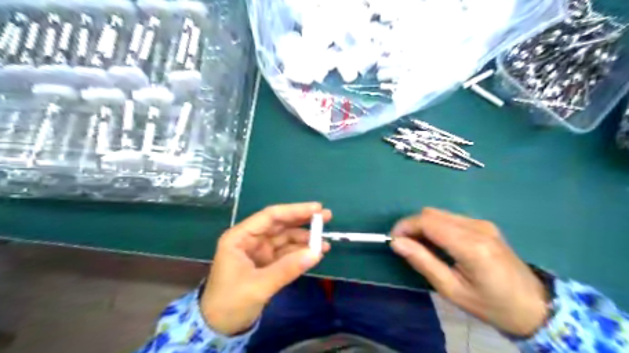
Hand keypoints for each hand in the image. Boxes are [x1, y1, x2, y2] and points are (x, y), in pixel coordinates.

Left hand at [202, 203, 330, 334]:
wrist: (218, 328)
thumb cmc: (230, 302)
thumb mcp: (258, 286)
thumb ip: (287, 268)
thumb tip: (317, 253)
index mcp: (240, 237)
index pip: (271, 216)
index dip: (294, 210)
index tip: (317, 208)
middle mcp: (251, 239)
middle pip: (280, 224)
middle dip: (303, 220)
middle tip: (326, 217)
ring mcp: (260, 251)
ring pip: (286, 239)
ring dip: (305, 239)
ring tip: (325, 242)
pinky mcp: (267, 263)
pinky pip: (287, 253)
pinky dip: (301, 253)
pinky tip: (315, 253)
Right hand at [391, 210, 548, 335]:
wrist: (535, 306)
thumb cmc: (492, 305)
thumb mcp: (452, 290)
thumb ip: (423, 262)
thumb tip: (396, 243)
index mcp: (471, 246)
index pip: (428, 222)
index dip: (405, 226)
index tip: (393, 240)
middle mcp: (477, 227)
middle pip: (431, 213)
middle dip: (412, 225)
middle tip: (404, 246)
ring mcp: (482, 223)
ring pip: (439, 213)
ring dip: (423, 225)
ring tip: (419, 246)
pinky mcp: (484, 224)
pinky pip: (450, 218)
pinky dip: (436, 226)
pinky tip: (437, 243)